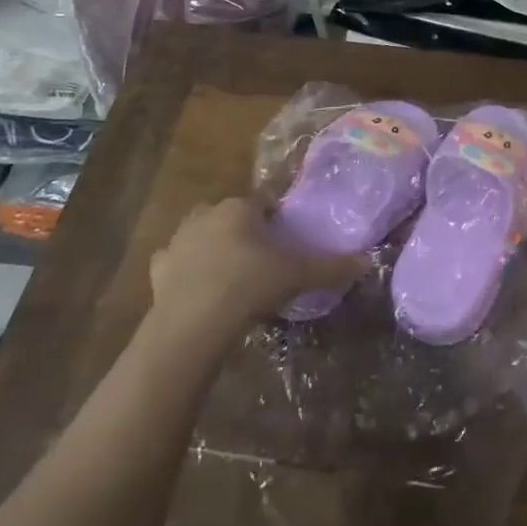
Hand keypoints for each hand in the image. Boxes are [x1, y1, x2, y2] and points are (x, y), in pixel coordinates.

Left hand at [148, 198, 364, 328]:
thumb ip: (331, 267)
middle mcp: (207, 214)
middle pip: (231, 215)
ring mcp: (179, 239)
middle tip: (262, 259)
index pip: (265, 202)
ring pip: (201, 234)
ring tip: (231, 274)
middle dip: (244, 230)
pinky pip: (175, 261)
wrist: (194, 323)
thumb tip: (368, 262)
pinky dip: (184, 269)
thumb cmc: (249, 285)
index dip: (277, 220)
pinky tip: (196, 287)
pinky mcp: (158, 268)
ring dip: (214, 246)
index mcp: (241, 207)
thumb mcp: (297, 275)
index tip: (286, 242)